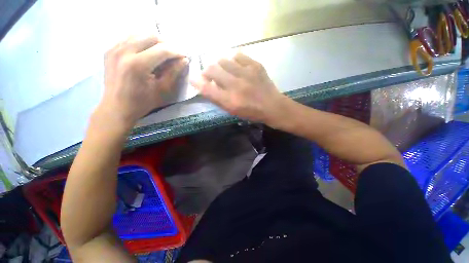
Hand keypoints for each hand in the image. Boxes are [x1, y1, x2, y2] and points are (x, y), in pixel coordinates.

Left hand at [96, 36, 187, 129]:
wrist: (116, 107)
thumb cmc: (142, 102)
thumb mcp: (162, 91)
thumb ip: (174, 73)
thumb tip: (184, 60)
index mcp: (138, 65)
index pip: (162, 50)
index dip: (176, 51)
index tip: (184, 55)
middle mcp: (124, 52)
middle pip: (150, 36)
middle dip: (166, 43)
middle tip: (173, 54)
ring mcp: (114, 49)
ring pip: (139, 33)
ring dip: (154, 41)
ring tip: (161, 52)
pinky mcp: (110, 50)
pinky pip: (128, 38)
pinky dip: (141, 41)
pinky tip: (146, 51)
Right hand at [191, 53, 286, 124]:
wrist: (272, 106)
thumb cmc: (251, 112)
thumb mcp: (232, 111)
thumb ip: (218, 99)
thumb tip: (205, 86)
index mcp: (230, 101)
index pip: (206, 88)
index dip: (196, 82)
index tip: (193, 79)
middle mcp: (236, 86)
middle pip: (212, 69)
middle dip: (206, 71)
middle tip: (209, 74)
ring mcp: (246, 73)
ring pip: (223, 59)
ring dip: (219, 64)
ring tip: (223, 70)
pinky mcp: (256, 65)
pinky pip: (238, 55)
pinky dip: (233, 59)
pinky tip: (235, 65)